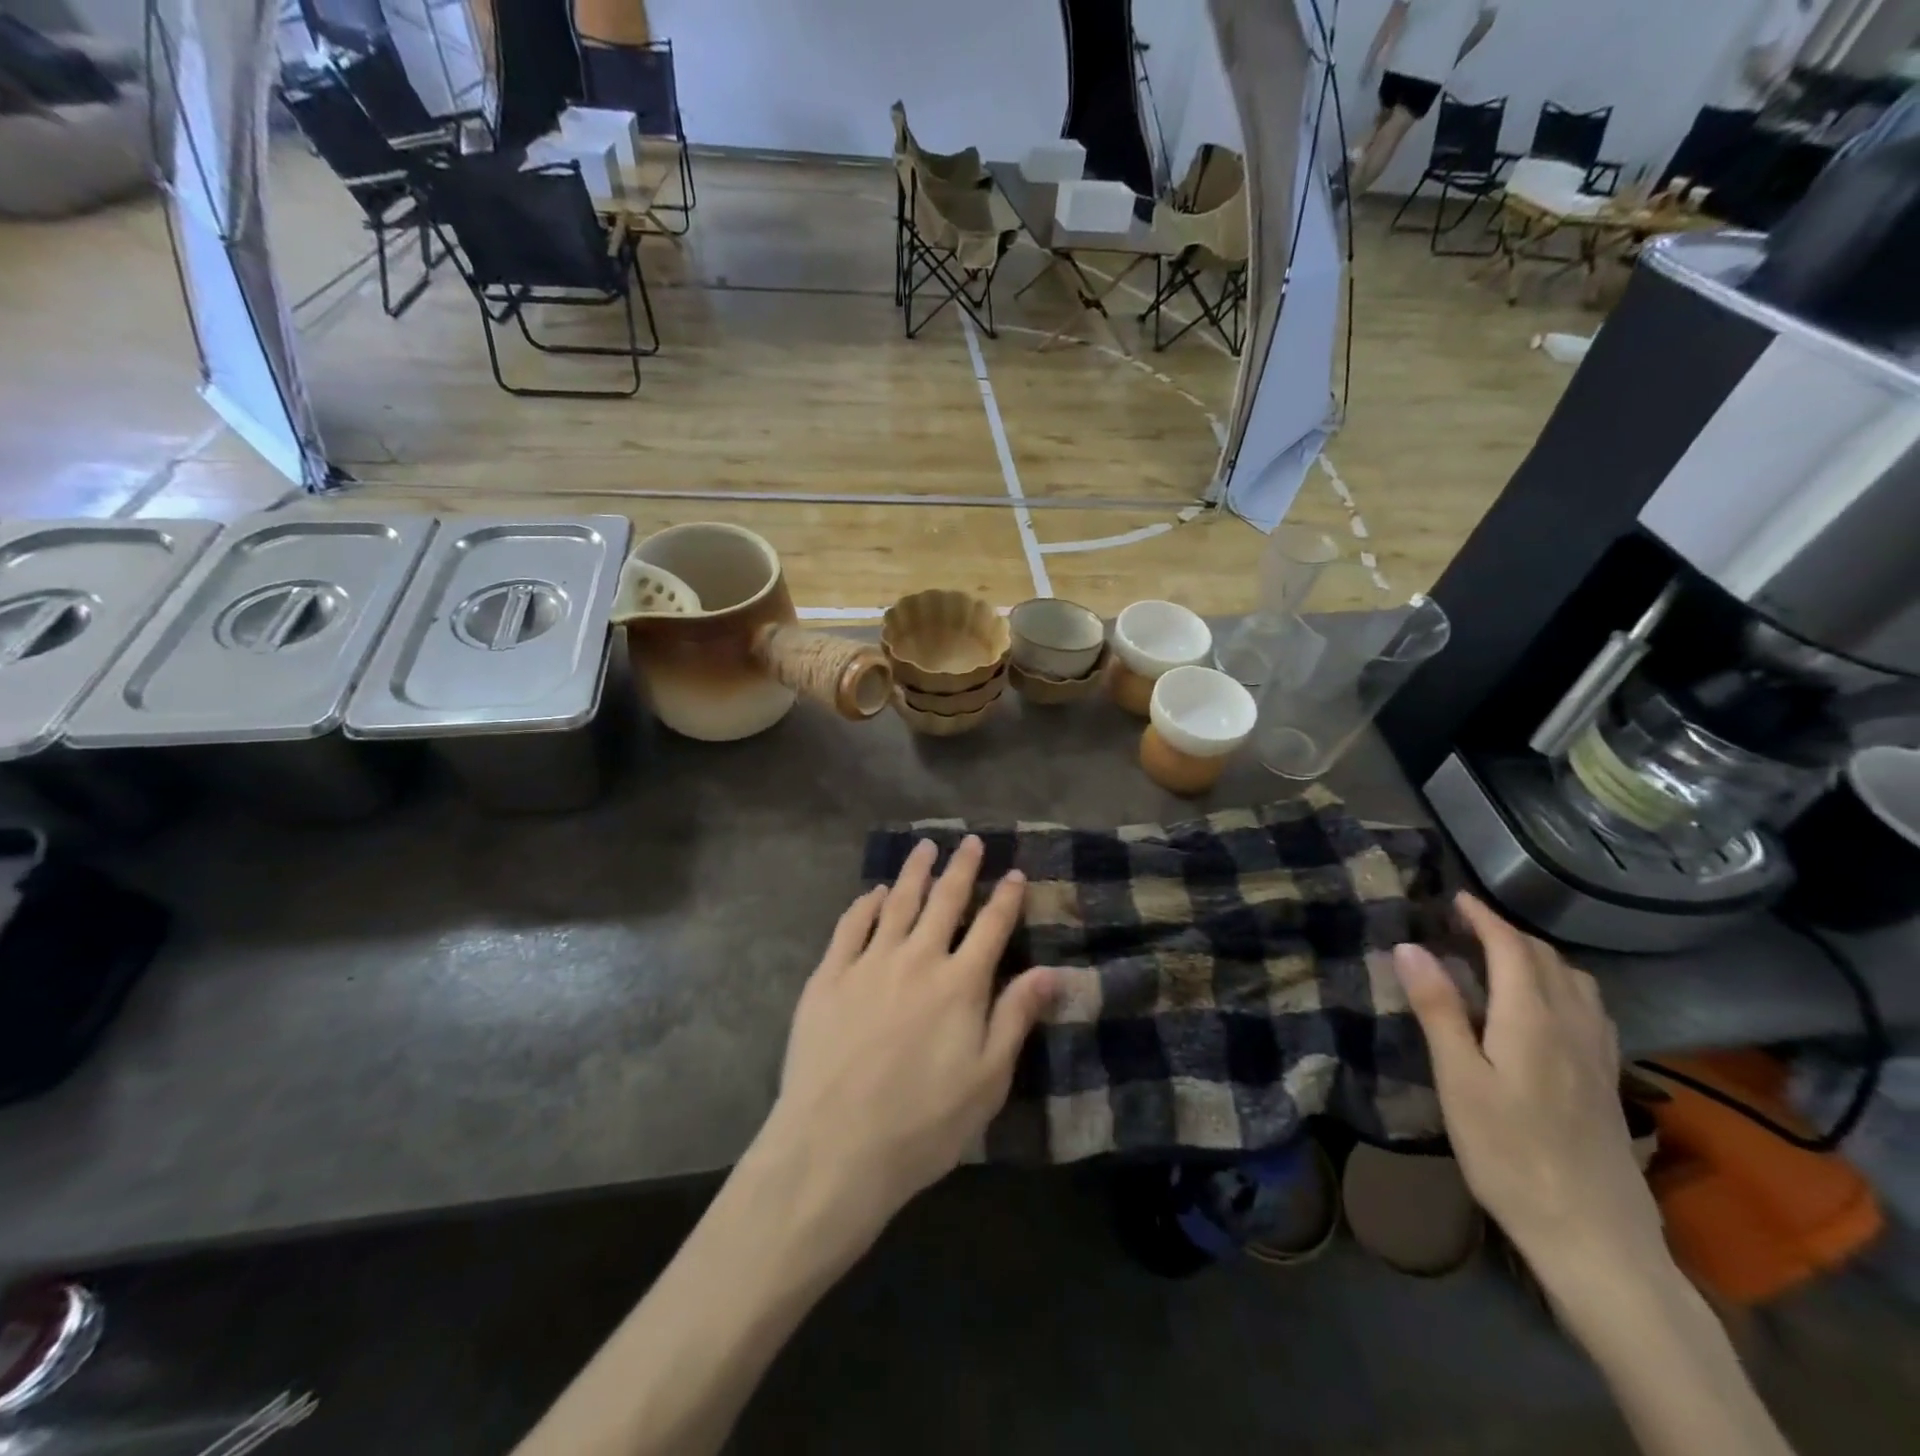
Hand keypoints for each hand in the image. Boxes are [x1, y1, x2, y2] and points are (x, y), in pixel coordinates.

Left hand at [763, 836, 1056, 1242]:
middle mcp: (917, 959)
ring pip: (896, 902)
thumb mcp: (987, 1080)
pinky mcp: (829, 976)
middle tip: (970, 841)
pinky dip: (864, 904)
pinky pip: (850, 926)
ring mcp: (869, 963)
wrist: (834, 1146)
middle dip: (961, 868)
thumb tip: (1051, 971)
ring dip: (914, 872)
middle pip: (944, 901)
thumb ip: (1015, 1018)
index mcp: (960, 984)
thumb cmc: (923, 1123)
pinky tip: (872, 893)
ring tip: (925, 848)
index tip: (1015, 873)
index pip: (991, 927)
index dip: (1006, 898)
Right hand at [1392, 893, 1665, 1284]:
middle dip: (1508, 932)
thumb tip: (1410, 947)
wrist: (1593, 1237)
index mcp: (1532, 1020)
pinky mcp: (1607, 1081)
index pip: (1512, 949)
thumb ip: (1437, 1009)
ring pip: (1576, 983)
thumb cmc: (1510, 1154)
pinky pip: (1590, 1010)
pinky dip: (1562, 987)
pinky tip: (1546, 1009)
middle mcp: (1573, 1026)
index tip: (1457, 898)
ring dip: (1539, 957)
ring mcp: (1598, 1055)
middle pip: (1547, 960)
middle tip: (1467, 925)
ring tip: (1503, 958)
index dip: (1484, 918)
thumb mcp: (1459, 1081)